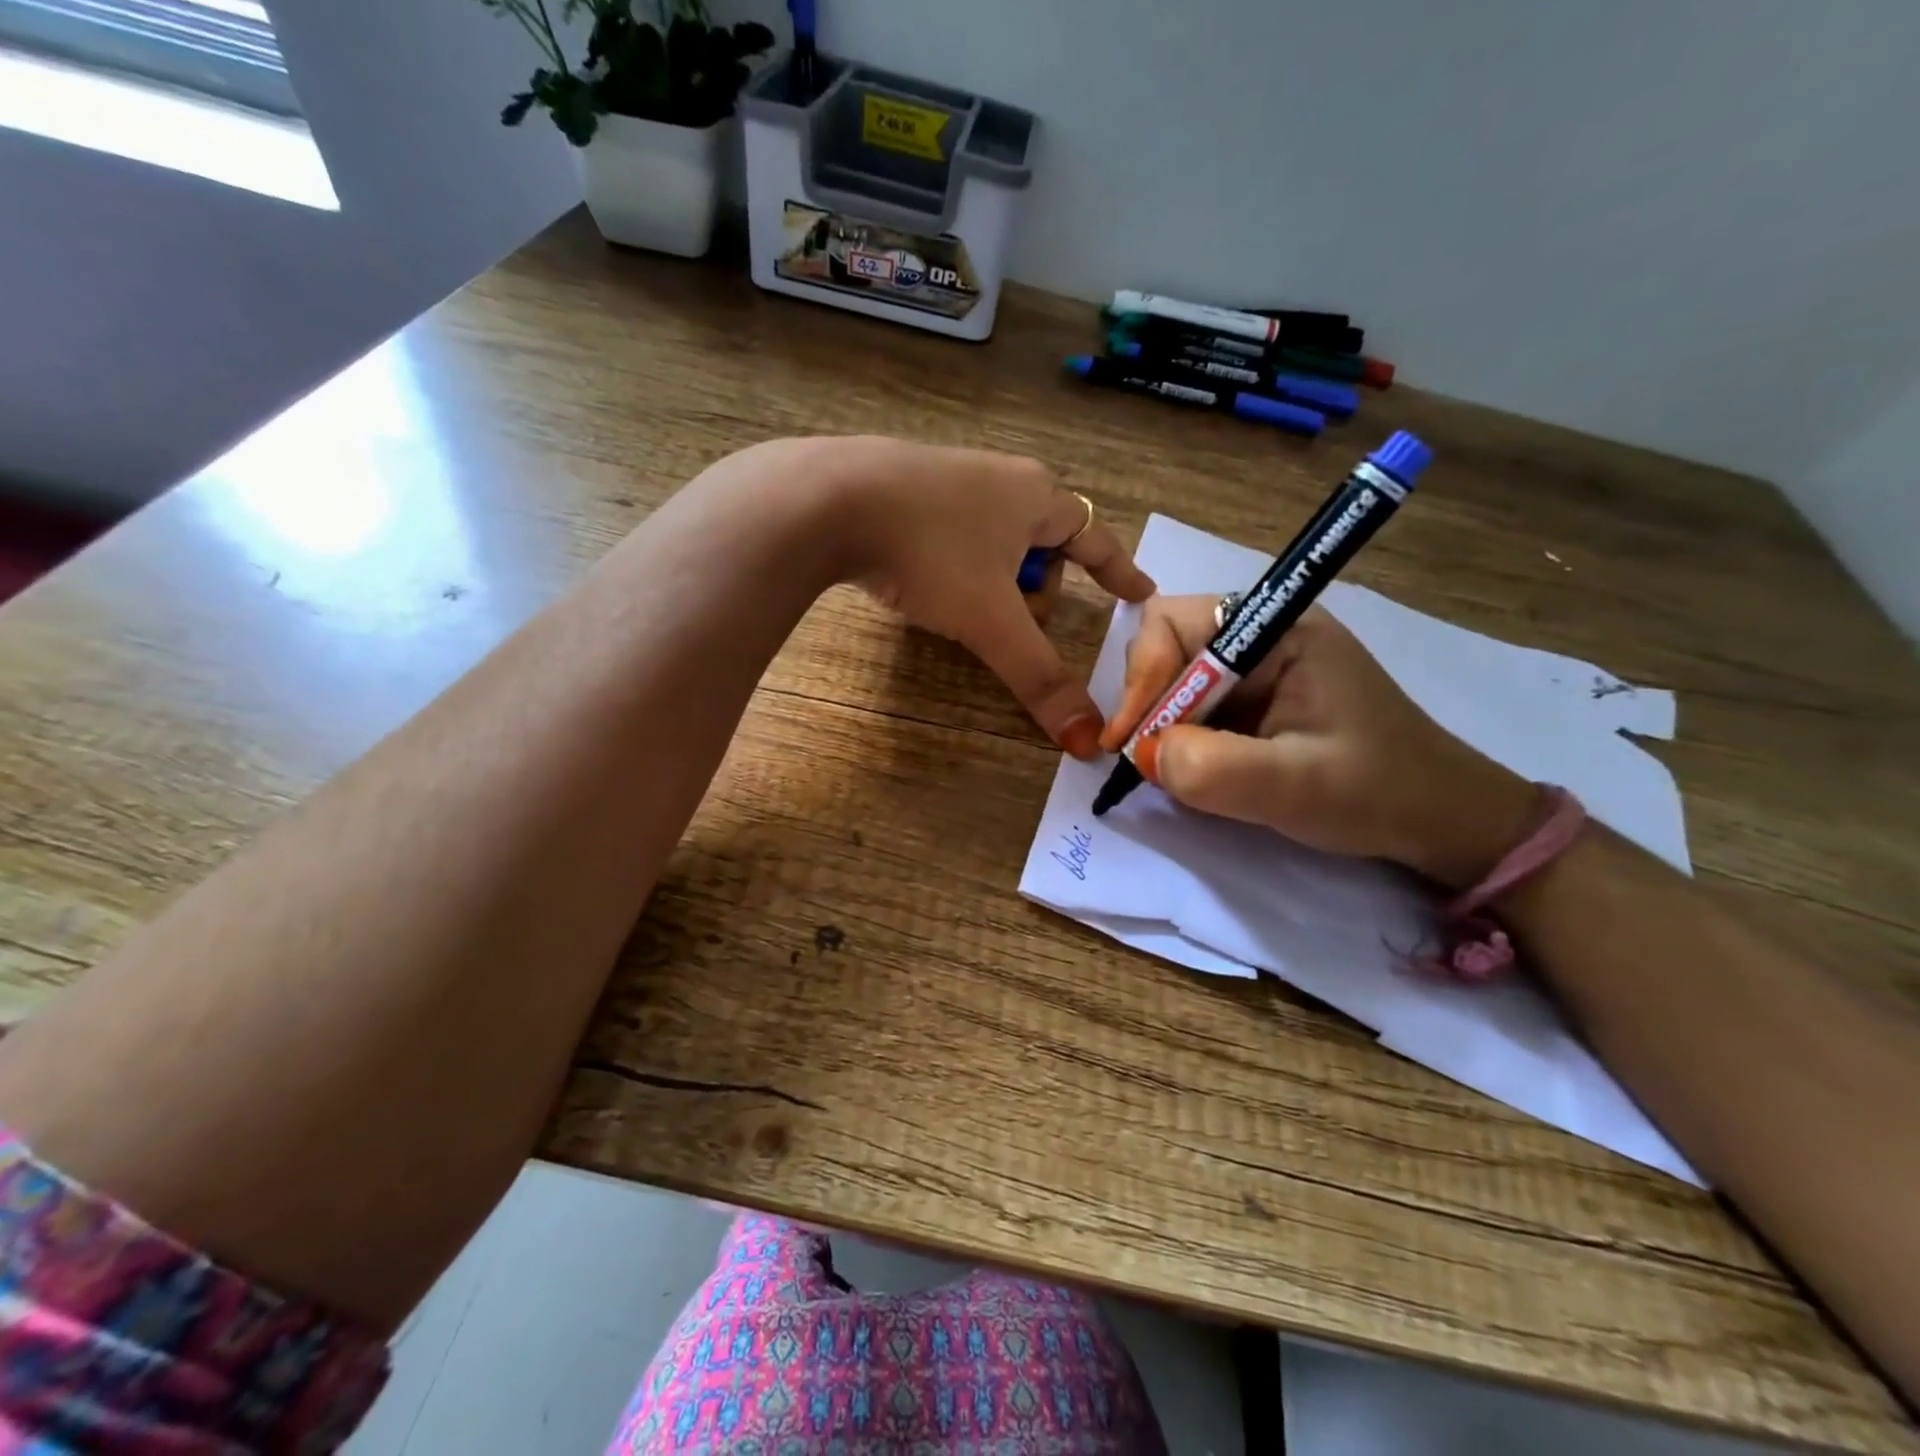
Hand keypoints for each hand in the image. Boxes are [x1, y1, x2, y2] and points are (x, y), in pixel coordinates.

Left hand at [821, 437, 1155, 757]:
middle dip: (1035, 590)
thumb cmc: (931, 551)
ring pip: (996, 541)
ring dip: (993, 580)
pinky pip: (954, 533)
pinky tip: (924, 580)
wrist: (829, 500)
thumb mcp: (991, 621)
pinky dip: (955, 564)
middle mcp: (1001, 478)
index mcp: (1037, 497)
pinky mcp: (906, 487)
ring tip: (961, 605)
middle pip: (1044, 545)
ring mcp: (951, 476)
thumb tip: (1088, 740)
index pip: (1096, 539)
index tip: (1141, 592)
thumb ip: (1039, 677)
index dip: (1120, 572)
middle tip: (1010, 620)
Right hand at [1101, 595, 1537, 888]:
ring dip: (1158, 723)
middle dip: (1146, 701)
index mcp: (1279, 628)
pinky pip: (1191, 706)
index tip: (1130, 740)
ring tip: (1166, 769)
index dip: (1143, 676)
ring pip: (1172, 678)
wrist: (1438, 820)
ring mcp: (1256, 667)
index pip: (1174, 622)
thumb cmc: (1377, 794)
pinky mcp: (1253, 700)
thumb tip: (1142, 754)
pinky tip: (1190, 769)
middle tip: (1143, 758)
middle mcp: (1260, 635)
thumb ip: (1213, 768)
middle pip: (1165, 645)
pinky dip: (1176, 737)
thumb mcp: (1295, 786)